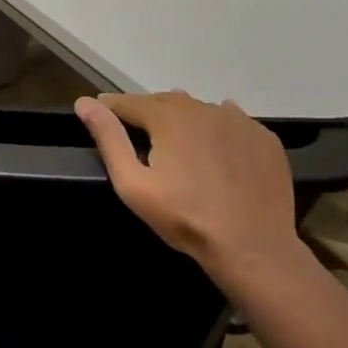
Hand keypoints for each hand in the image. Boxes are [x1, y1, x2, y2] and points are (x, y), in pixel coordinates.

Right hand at [75, 91, 306, 291]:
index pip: (130, 102)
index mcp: (169, 117)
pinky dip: (217, 129)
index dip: (111, 108)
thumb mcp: (133, 183)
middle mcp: (204, 109)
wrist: (252, 246)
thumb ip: (109, 139)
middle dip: (147, 113)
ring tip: (176, 143)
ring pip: (200, 110)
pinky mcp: (264, 138)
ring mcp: (239, 121)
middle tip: (137, 134)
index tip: (99, 113)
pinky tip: (214, 150)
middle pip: (166, 101)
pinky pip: (232, 122)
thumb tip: (84, 103)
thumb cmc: (184, 217)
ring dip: (183, 119)